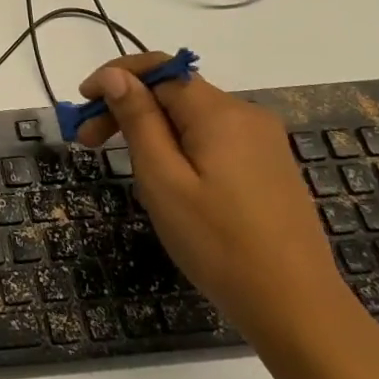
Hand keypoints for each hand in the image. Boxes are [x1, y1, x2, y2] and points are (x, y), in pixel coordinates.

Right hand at [75, 54, 349, 342]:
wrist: (297, 308)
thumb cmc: (218, 243)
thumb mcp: (162, 179)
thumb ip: (138, 119)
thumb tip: (116, 75)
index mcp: (221, 113)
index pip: (159, 70)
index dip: (115, 77)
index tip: (82, 101)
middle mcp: (246, 115)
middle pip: (174, 92)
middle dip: (127, 107)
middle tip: (87, 142)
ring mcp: (262, 142)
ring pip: (191, 116)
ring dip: (149, 128)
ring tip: (124, 165)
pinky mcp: (267, 167)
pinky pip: (211, 138)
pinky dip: (177, 144)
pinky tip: (165, 179)